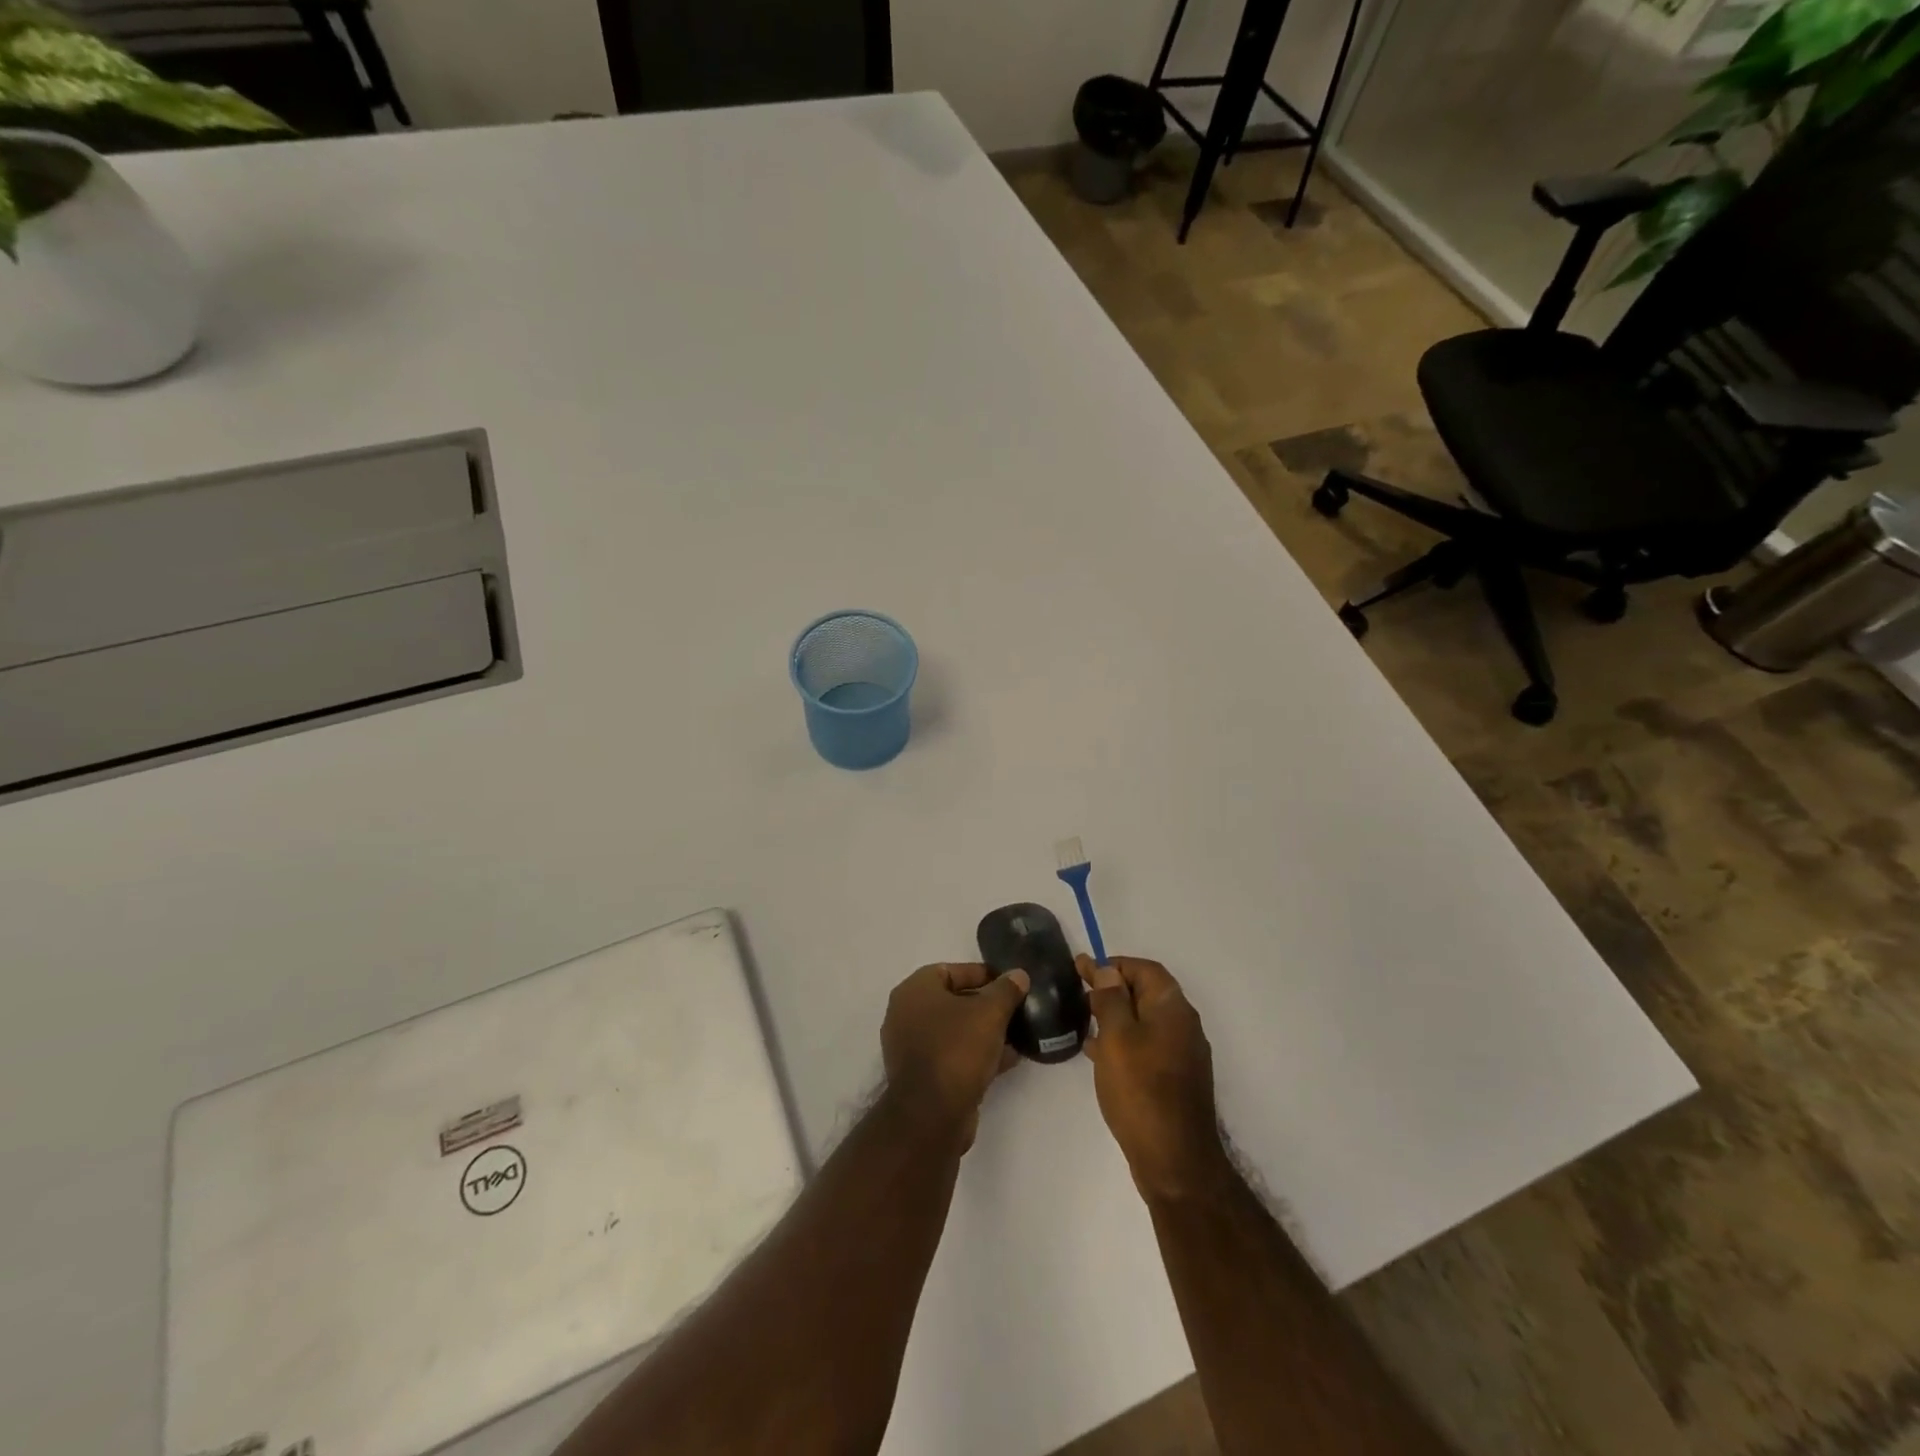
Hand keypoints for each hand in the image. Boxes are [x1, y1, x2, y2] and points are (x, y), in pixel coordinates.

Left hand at [881, 962, 1029, 1149]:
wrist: (932, 1116)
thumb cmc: (957, 1049)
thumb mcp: (989, 1012)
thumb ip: (1006, 990)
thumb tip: (1018, 975)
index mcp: (915, 990)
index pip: (950, 970)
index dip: (982, 973)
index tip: (1009, 982)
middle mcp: (907, 1015)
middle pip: (953, 1001)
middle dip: (986, 1004)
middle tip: (1016, 1008)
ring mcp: (912, 1048)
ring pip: (955, 1031)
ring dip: (985, 1032)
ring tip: (1018, 1034)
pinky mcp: (923, 1077)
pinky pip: (954, 1055)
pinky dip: (978, 1054)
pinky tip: (1008, 1059)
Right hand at [1080, 955, 1223, 1200]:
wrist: (1175, 1162)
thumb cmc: (1141, 1091)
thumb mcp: (1117, 1038)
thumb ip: (1111, 1000)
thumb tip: (1109, 971)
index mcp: (1173, 1009)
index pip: (1145, 970)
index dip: (1115, 964)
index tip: (1083, 969)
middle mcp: (1183, 1026)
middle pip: (1147, 993)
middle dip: (1113, 988)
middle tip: (1079, 990)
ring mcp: (1182, 1055)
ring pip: (1144, 1021)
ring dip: (1115, 1015)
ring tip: (1083, 1018)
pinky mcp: (1174, 1080)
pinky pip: (1146, 1046)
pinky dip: (1123, 1040)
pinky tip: (1097, 1053)